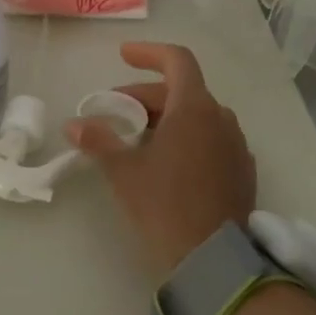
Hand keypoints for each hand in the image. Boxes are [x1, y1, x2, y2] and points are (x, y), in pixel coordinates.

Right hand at [66, 42, 256, 276]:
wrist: (214, 261)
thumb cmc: (165, 205)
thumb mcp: (124, 171)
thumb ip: (99, 141)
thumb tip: (73, 125)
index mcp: (195, 108)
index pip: (177, 60)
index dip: (149, 53)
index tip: (123, 56)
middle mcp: (221, 118)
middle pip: (182, 90)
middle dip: (145, 95)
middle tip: (115, 113)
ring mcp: (236, 145)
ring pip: (197, 116)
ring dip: (166, 117)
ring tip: (137, 139)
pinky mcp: (241, 171)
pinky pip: (211, 139)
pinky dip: (186, 138)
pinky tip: (166, 163)